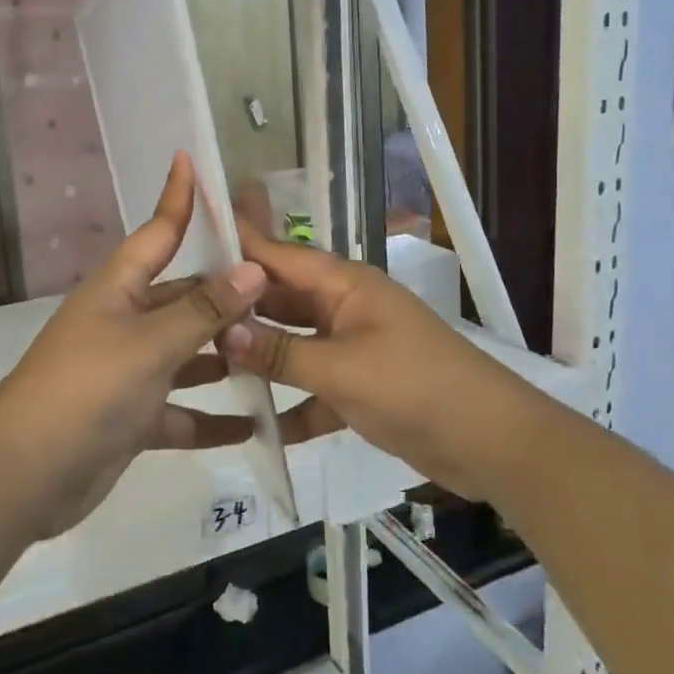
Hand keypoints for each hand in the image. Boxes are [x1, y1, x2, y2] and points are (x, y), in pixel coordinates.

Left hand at [0, 154, 265, 537]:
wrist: (26, 473)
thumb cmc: (89, 388)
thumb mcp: (152, 343)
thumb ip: (204, 309)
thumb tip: (253, 269)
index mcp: (120, 290)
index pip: (158, 232)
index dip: (177, 197)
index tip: (191, 159)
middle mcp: (125, 322)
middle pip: (184, 297)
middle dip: (226, 294)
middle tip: (284, 290)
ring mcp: (128, 371)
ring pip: (186, 355)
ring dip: (224, 358)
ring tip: (277, 355)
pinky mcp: (131, 417)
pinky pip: (180, 411)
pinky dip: (210, 418)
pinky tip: (252, 425)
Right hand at [220, 224, 517, 500]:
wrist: (490, 441)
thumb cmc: (415, 387)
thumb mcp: (341, 369)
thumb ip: (281, 352)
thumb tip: (222, 332)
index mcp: (345, 286)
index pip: (281, 255)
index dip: (240, 244)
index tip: (195, 232)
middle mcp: (344, 308)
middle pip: (282, 300)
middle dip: (239, 309)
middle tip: (183, 315)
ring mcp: (353, 347)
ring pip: (294, 344)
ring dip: (261, 357)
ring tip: (204, 366)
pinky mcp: (360, 386)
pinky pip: (314, 386)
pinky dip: (293, 404)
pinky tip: (259, 427)